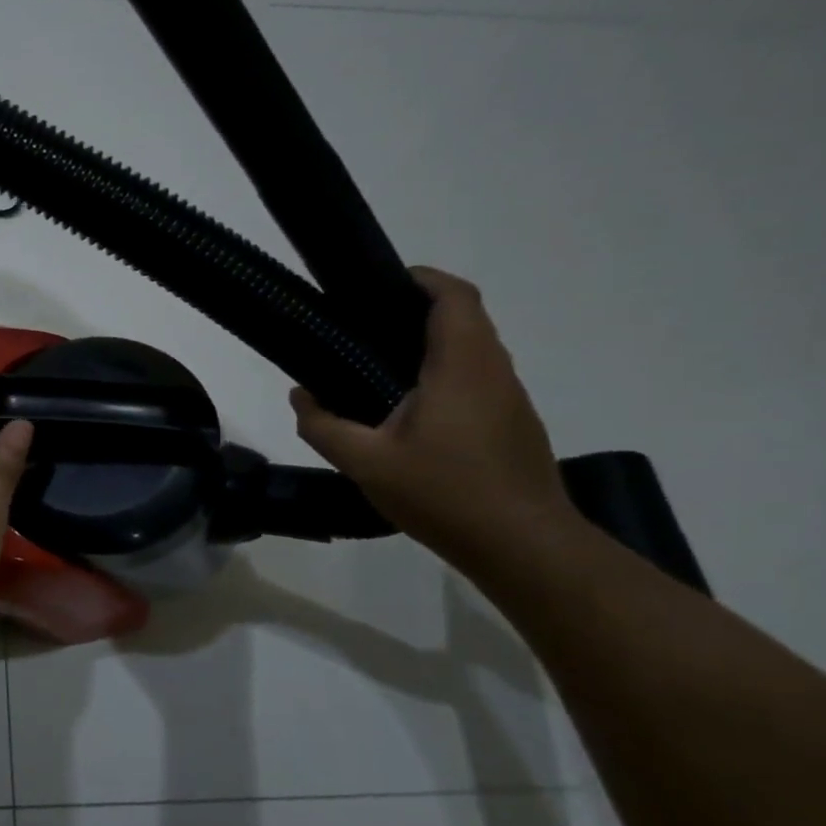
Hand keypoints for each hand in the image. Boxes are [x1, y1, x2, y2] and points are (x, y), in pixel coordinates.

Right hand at [290, 267, 579, 566]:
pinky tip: (409, 409)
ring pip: (474, 349)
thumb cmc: (445, 495)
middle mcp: (494, 372)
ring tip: (378, 364)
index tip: (381, 283)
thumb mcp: (365, 463)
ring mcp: (510, 399)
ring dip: (432, 343)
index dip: (422, 279)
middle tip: (365, 325)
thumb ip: (323, 426)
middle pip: (465, 318)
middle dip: (418, 310)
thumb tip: (300, 396)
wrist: (524, 546)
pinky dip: (445, 373)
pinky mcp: (513, 424)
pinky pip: (478, 378)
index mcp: (461, 367)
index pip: (454, 298)